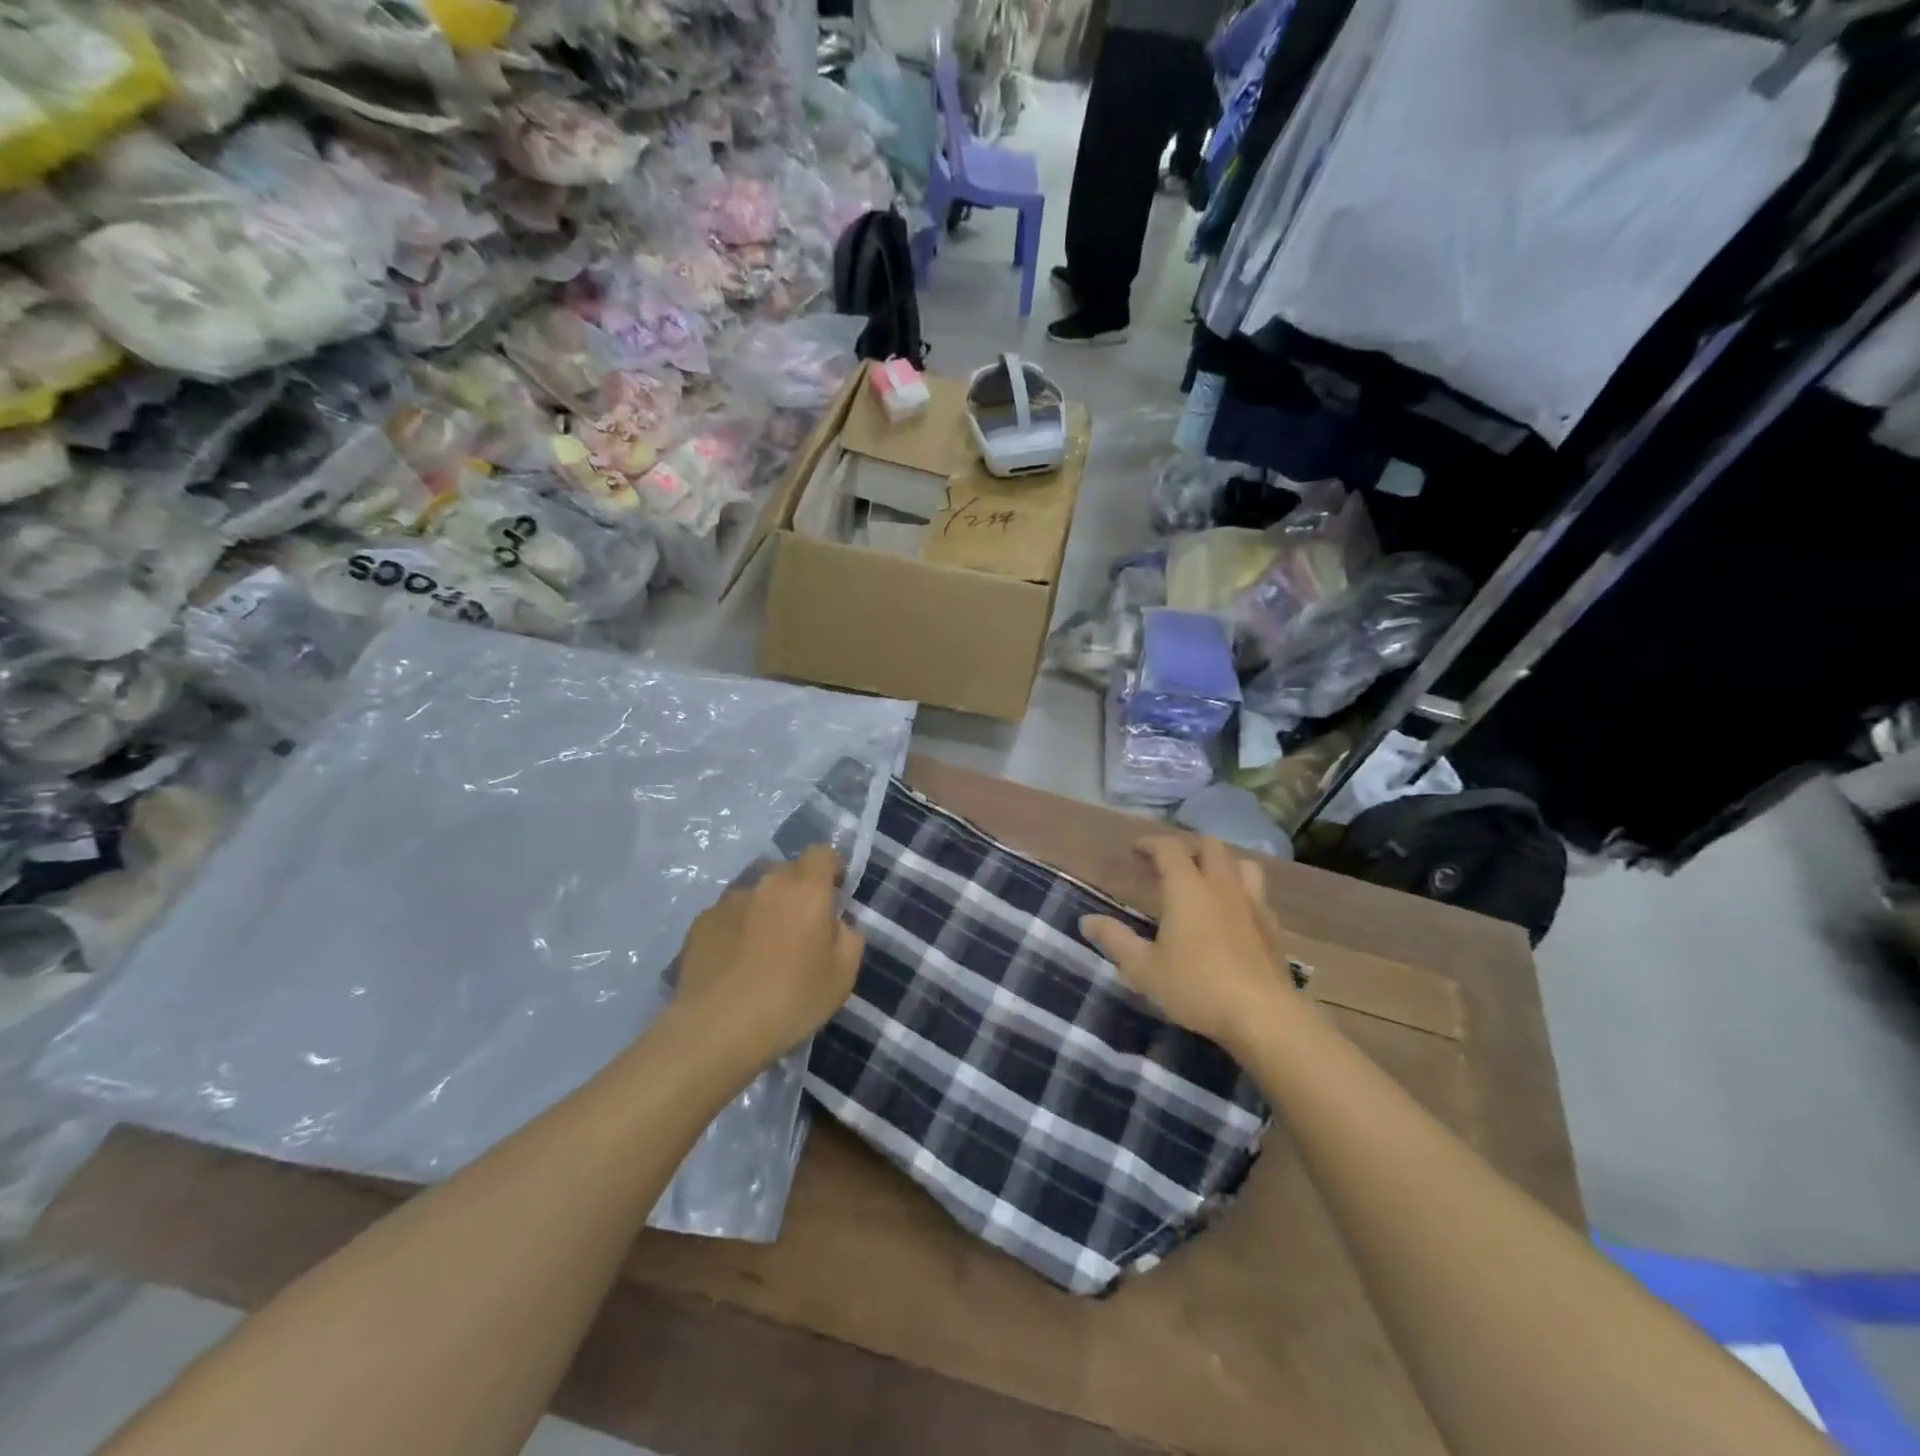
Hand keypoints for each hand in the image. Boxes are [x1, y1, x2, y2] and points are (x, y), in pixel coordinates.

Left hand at [672, 844, 864, 1068]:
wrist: (716, 1029)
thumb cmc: (790, 1001)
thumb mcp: (842, 977)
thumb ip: (849, 938)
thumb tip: (837, 923)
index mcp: (806, 889)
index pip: (822, 852)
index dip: (830, 868)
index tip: (833, 895)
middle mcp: (767, 883)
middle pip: (788, 871)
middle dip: (798, 890)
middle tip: (800, 929)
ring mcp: (729, 900)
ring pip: (756, 892)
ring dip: (765, 909)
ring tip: (762, 950)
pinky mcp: (701, 922)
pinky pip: (728, 914)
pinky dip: (736, 928)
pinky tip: (734, 964)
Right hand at [1080, 836, 1293, 1051]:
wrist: (1264, 1016)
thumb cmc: (1196, 987)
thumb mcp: (1144, 968)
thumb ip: (1115, 940)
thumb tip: (1087, 920)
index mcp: (1187, 888)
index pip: (1169, 848)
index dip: (1150, 843)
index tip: (1136, 850)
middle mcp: (1222, 886)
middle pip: (1210, 846)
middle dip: (1188, 848)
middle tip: (1169, 865)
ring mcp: (1253, 904)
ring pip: (1241, 864)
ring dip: (1222, 864)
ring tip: (1206, 881)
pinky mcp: (1273, 928)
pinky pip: (1257, 894)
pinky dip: (1241, 893)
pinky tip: (1233, 914)